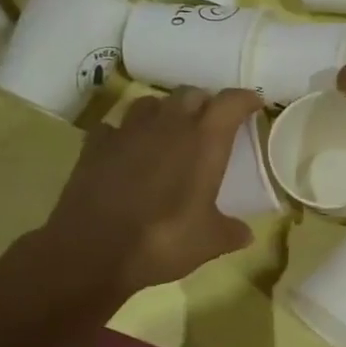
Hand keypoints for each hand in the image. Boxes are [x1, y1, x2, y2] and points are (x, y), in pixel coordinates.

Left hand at [35, 86, 265, 299]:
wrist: (91, 252)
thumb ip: (231, 232)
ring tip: (171, 132)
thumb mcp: (209, 242)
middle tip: (212, 124)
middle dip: (205, 103)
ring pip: (151, 103)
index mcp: (204, 141)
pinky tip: (129, 151)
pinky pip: (115, 127)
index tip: (254, 105)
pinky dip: (127, 133)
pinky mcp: (94, 146)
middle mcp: (168, 125)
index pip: (231, 102)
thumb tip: (246, 233)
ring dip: (166, 112)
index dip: (245, 99)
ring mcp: (127, 132)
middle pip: (191, 94)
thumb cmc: (163, 241)